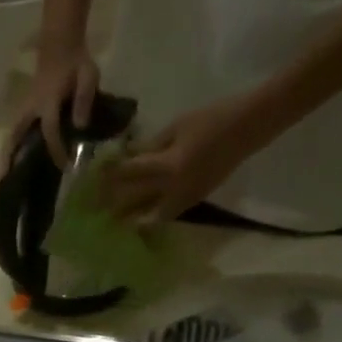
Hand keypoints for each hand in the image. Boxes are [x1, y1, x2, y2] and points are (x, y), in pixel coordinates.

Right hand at [0, 42, 99, 173]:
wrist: (61, 43)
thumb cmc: (75, 60)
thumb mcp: (88, 75)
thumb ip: (84, 99)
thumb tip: (80, 127)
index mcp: (48, 101)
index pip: (50, 131)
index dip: (57, 150)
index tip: (66, 166)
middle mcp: (31, 108)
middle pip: (15, 136)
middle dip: (10, 157)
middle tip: (4, 180)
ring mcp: (25, 109)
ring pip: (11, 135)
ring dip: (6, 154)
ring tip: (2, 177)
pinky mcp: (25, 110)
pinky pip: (15, 132)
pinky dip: (11, 147)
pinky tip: (12, 162)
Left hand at [101, 96, 269, 223]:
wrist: (249, 128)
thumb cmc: (212, 119)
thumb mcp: (176, 127)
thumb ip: (150, 146)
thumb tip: (126, 156)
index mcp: (169, 166)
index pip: (130, 174)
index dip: (110, 176)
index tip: (92, 179)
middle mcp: (173, 189)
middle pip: (135, 202)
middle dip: (113, 206)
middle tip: (93, 210)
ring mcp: (184, 199)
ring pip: (149, 217)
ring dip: (129, 220)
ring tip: (111, 223)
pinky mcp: (193, 202)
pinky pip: (164, 216)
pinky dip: (149, 219)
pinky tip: (137, 220)